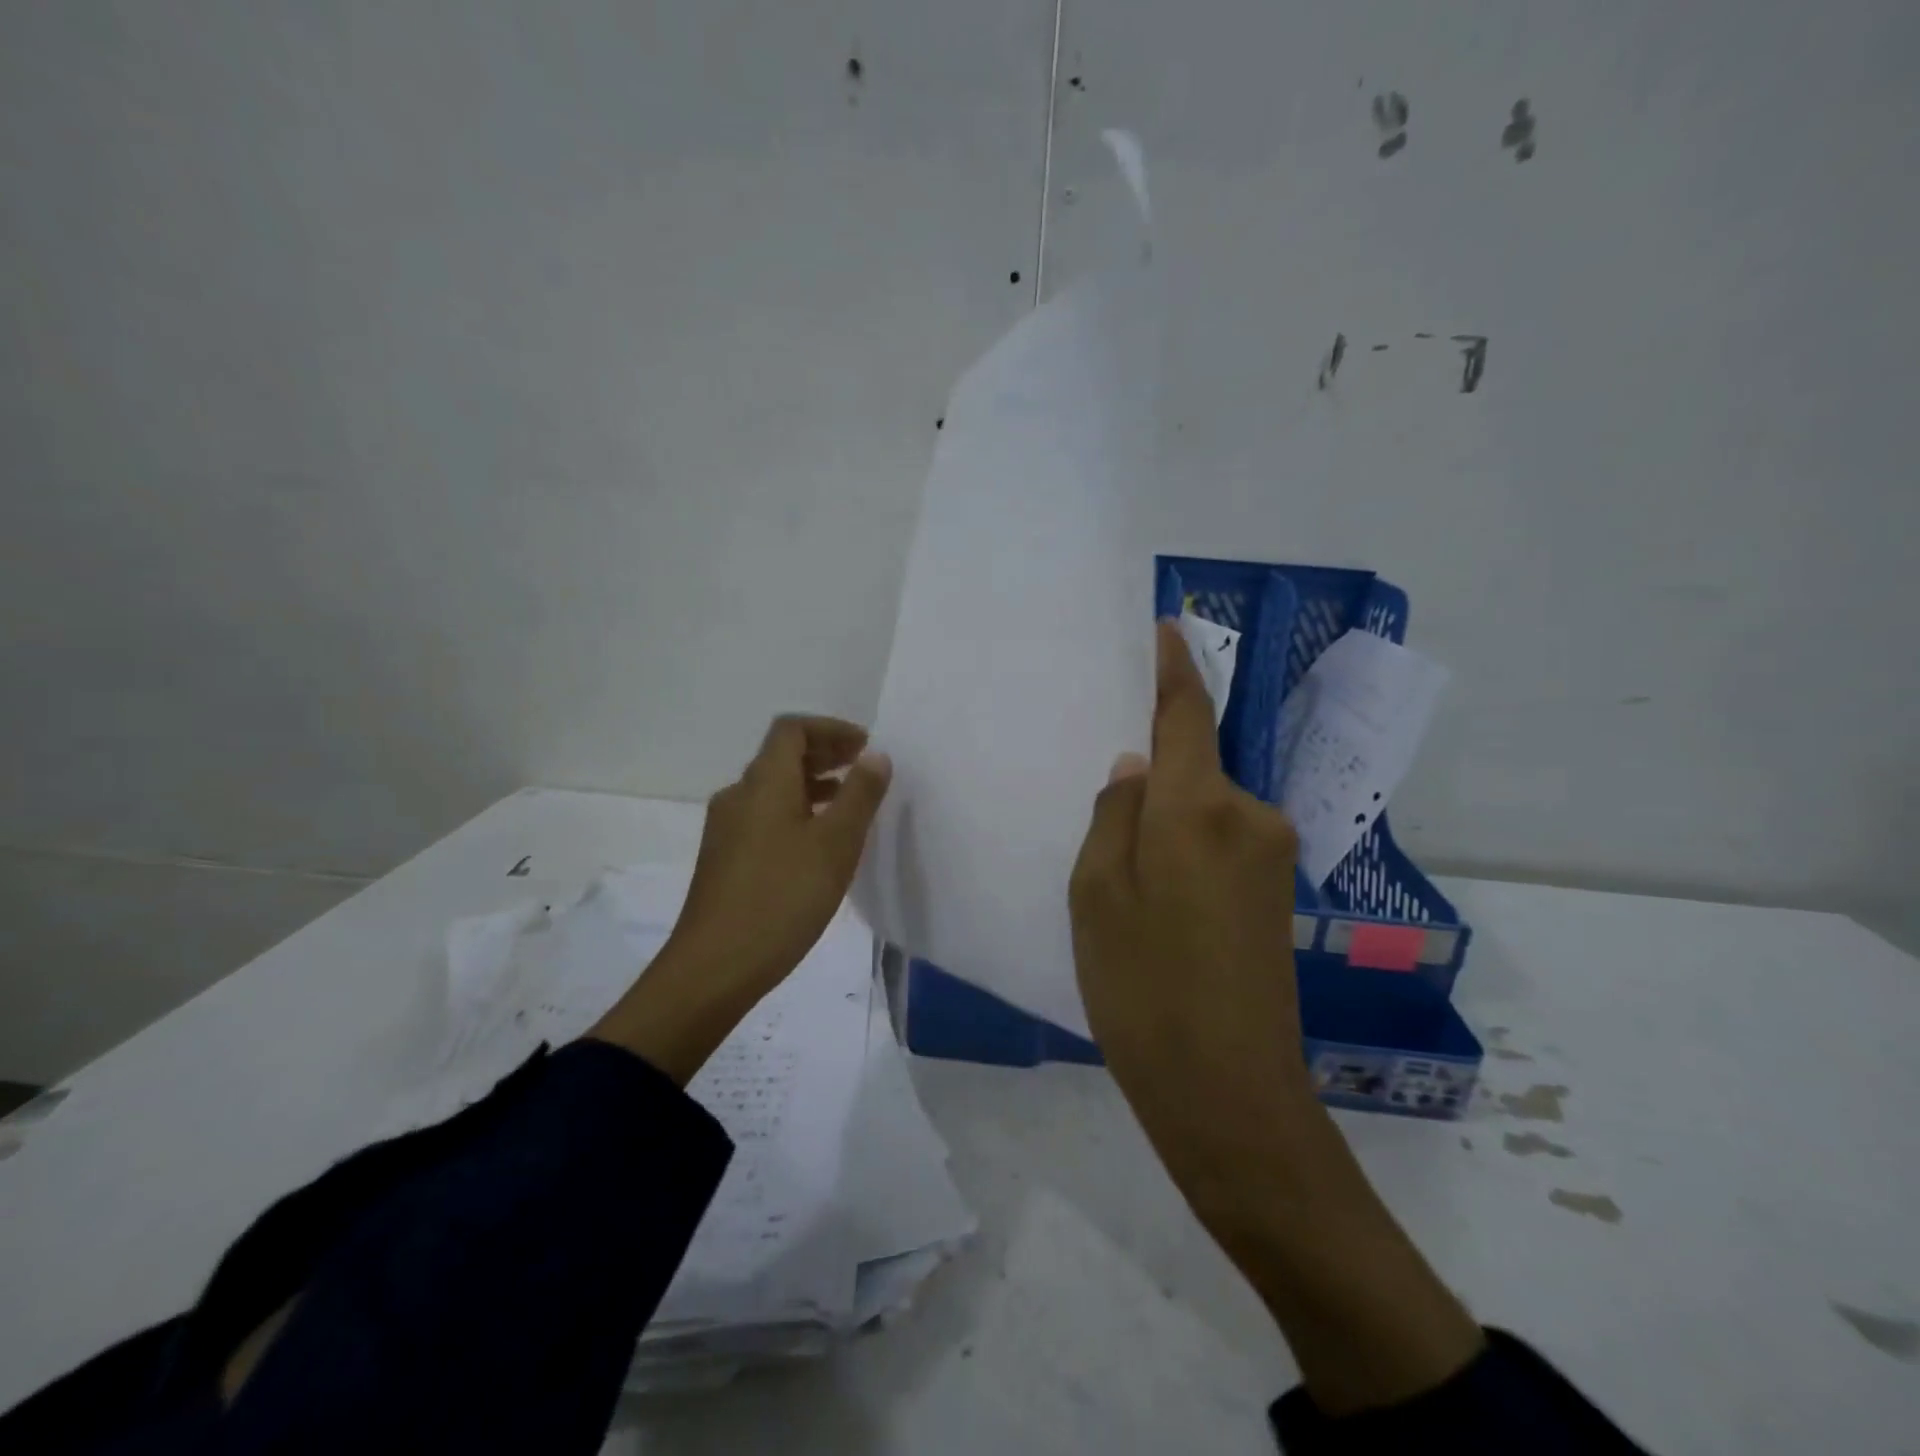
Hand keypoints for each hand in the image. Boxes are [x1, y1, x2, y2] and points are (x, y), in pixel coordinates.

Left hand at [589, 715, 888, 1081]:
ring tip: (848, 806)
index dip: (830, 729)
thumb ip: (860, 795)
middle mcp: (739, 796)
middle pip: (781, 756)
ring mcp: (726, 829)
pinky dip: (796, 813)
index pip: (792, 729)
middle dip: (824, 755)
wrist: (713, 967)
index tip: (865, 747)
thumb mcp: (835, 844)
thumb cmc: (782, 898)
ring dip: (812, 786)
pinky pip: (764, 817)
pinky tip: (817, 846)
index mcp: (764, 783)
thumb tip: (875, 755)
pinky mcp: (723, 859)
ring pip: (773, 790)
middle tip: (863, 771)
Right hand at [1069, 618, 1313, 1201]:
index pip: (1187, 713)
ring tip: (1117, 862)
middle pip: (1194, 765)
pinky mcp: (1274, 895)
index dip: (1174, 668)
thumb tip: (1134, 766)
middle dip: (1152, 766)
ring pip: (1203, 808)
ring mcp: (1270, 858)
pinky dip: (1182, 847)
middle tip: (1099, 797)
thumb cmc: (1144, 989)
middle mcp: (1249, 817)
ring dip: (1165, 817)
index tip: (1166, 627)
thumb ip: (1113, 815)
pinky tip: (1151, 893)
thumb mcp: (1096, 896)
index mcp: (1200, 807)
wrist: (1230, 1096)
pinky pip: (1218, 842)